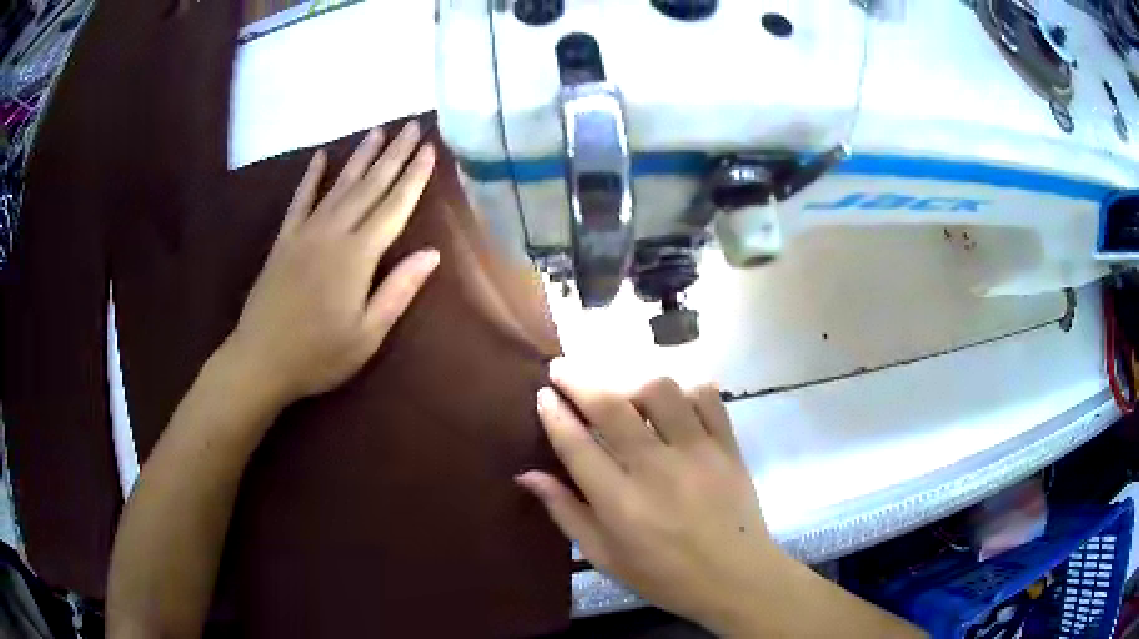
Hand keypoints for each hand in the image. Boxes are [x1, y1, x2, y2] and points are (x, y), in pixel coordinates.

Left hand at [225, 122, 438, 403]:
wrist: (260, 360)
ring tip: (378, 130)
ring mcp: (305, 232)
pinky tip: (320, 156)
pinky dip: (311, 177)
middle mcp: (333, 233)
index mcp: (357, 257)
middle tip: (411, 125)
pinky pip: (300, 200)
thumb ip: (398, 291)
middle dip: (393, 155)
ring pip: (339, 185)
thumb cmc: (318, 355)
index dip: (414, 177)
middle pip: (369, 187)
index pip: (394, 208)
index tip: (429, 148)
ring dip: (360, 156)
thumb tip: (432, 253)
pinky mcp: (284, 240)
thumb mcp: (367, 335)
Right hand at [517, 358, 779, 634]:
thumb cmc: (664, 576)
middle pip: (611, 406)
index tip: (542, 394)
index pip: (576, 444)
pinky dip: (685, 389)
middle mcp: (655, 469)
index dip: (554, 413)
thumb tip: (526, 475)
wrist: (736, 578)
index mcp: (619, 503)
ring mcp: (697, 453)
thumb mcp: (604, 556)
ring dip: (631, 381)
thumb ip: (565, 512)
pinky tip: (672, 399)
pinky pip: (706, 398)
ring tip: (619, 389)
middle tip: (561, 368)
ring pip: (660, 391)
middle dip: (578, 380)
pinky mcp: (728, 446)